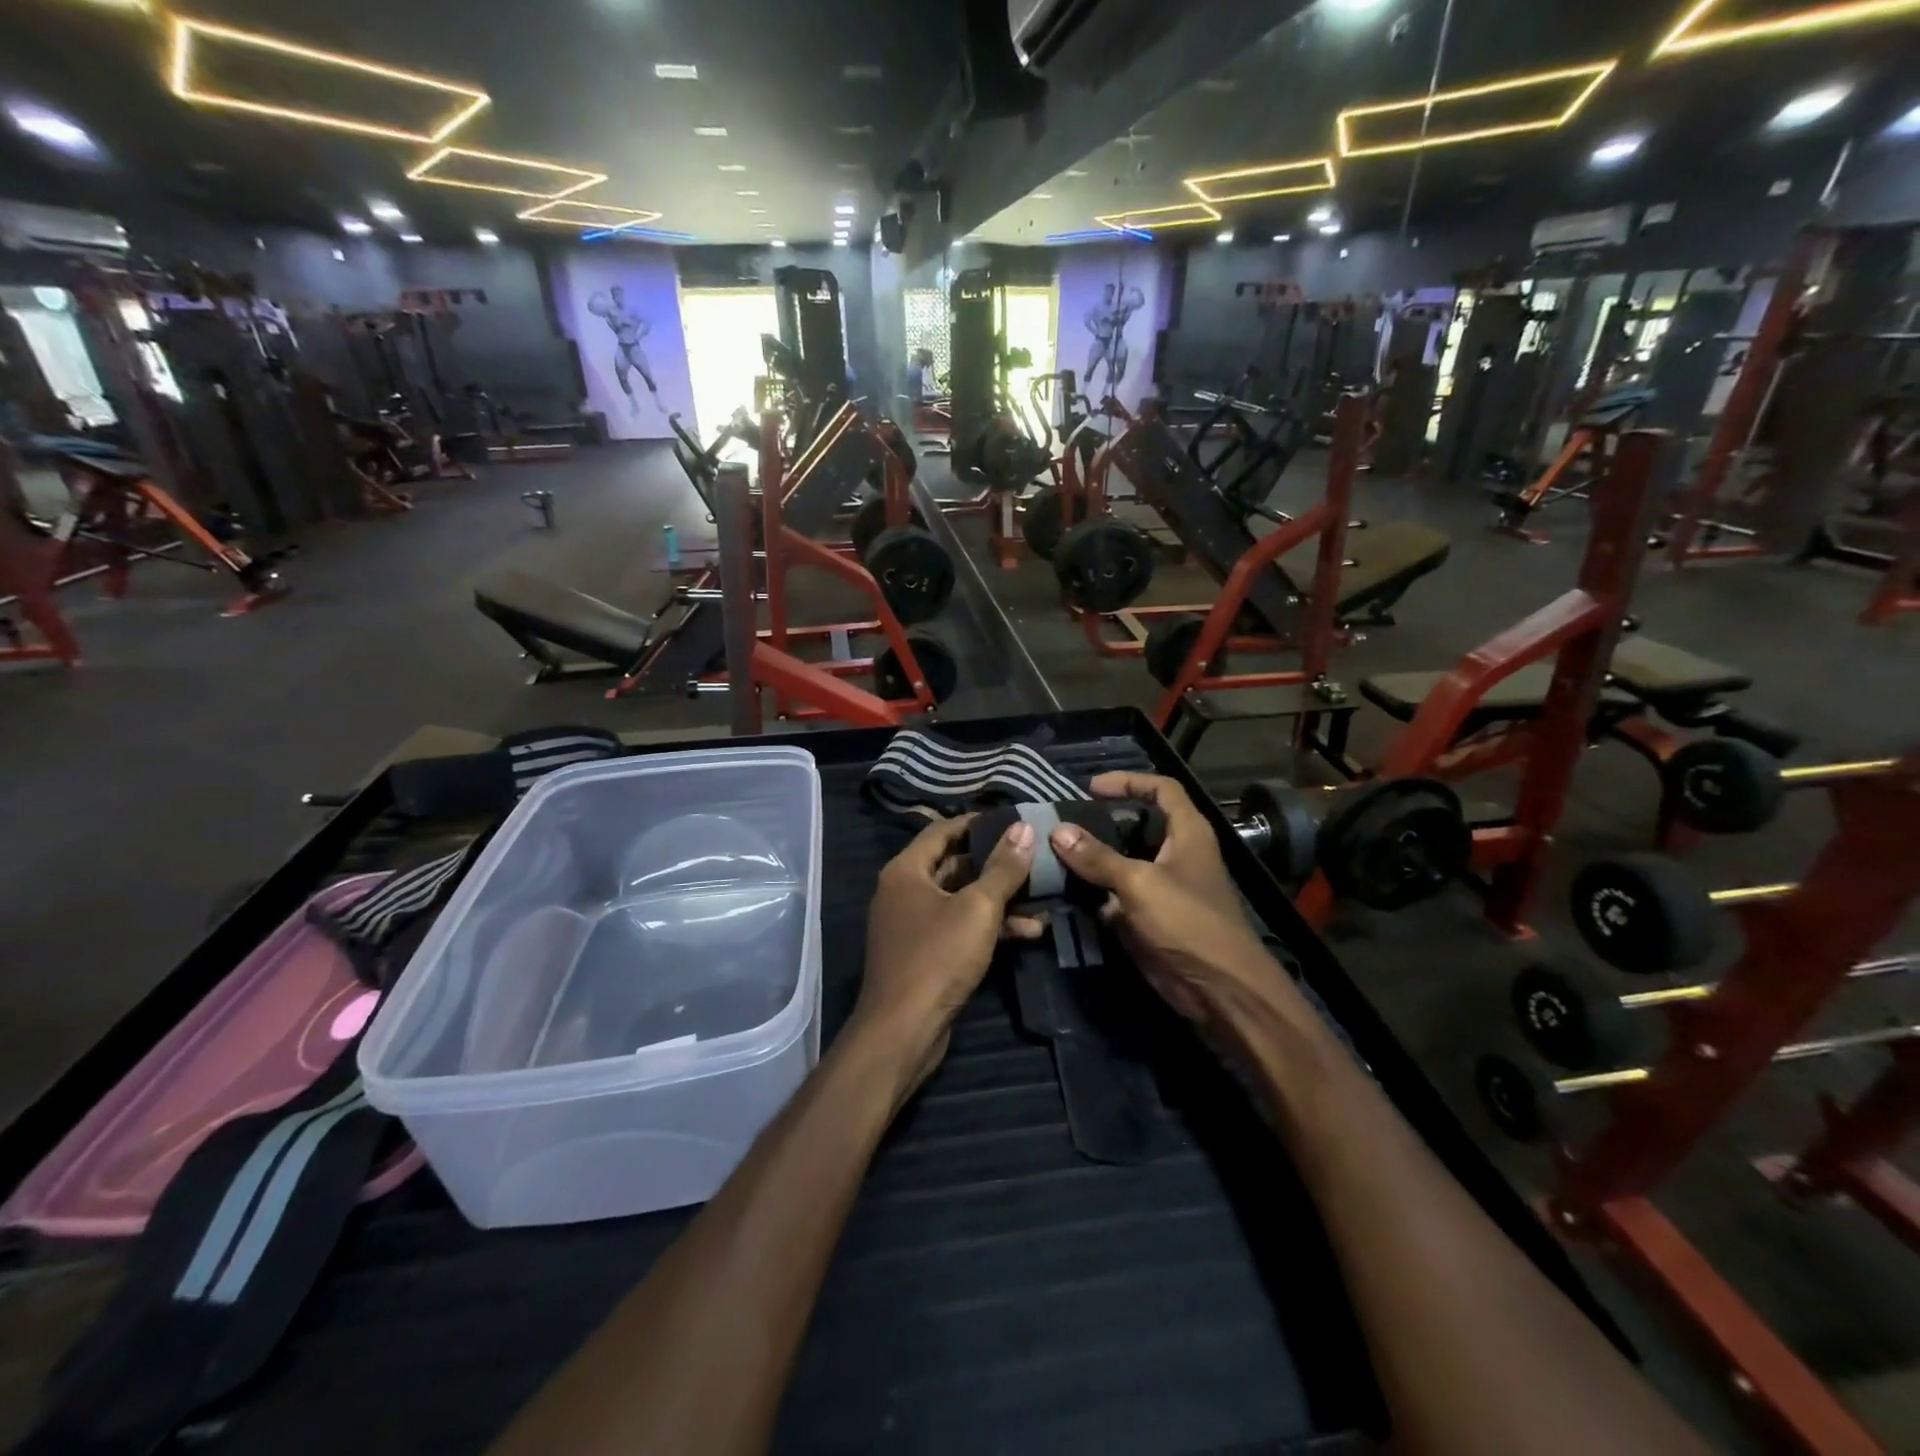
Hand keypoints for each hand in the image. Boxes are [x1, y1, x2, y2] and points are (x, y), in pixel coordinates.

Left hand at [858, 816, 1036, 1094]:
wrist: (903, 1031)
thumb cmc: (937, 958)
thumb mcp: (978, 909)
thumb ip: (1003, 868)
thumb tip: (1024, 827)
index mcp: (906, 870)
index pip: (942, 830)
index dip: (977, 823)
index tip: (1014, 820)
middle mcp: (905, 890)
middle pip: (955, 864)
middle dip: (997, 863)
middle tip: (1036, 856)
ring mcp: (914, 924)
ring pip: (962, 898)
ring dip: (1000, 899)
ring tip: (1043, 898)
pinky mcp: (926, 953)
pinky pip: (961, 927)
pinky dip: (990, 926)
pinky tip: (1030, 931)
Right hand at [1045, 773, 1274, 1022]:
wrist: (1218, 989)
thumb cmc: (1188, 922)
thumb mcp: (1139, 883)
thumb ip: (1097, 857)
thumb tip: (1057, 831)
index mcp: (1188, 833)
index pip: (1162, 790)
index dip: (1129, 781)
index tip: (1091, 787)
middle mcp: (1176, 855)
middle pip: (1137, 826)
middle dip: (1102, 821)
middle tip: (1064, 821)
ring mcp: (1162, 888)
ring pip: (1122, 862)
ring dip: (1092, 859)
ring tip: (1054, 851)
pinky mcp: (1149, 918)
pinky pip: (1116, 896)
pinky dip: (1093, 892)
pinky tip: (1063, 890)